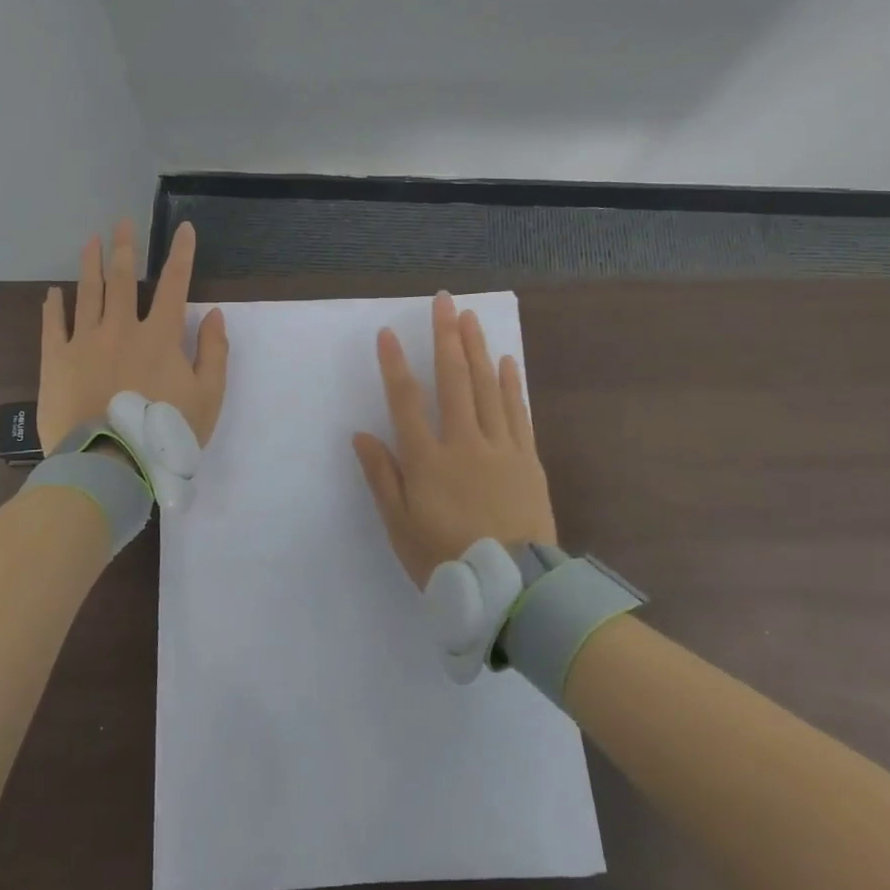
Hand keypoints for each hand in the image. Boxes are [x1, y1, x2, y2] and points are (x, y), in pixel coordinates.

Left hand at [37, 218, 229, 454]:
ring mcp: (85, 341)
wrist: (108, 462)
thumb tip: (213, 314)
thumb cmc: (164, 432)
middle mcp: (121, 328)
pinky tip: (53, 291)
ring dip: (90, 264)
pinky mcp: (57, 360)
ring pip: (88, 293)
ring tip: (91, 240)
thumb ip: (213, 353)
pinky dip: (54, 306)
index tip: (183, 228)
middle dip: (126, 248)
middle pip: (124, 279)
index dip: (181, 255)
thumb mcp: (208, 398)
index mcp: (160, 336)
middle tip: (122, 222)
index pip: (175, 285)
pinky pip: (54, 325)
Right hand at [352, 292, 557, 586]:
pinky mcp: (527, 459)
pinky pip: (518, 412)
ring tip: (470, 318)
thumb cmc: (447, 559)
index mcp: (428, 461)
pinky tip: (506, 361)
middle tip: (444, 301)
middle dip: (446, 338)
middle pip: (454, 380)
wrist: (513, 588)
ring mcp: (500, 448)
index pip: (406, 402)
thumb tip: (361, 435)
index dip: (395, 365)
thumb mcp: (400, 527)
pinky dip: (511, 384)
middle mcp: (463, 443)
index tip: (388, 333)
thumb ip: (382, 477)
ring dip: (477, 349)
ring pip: (487, 388)